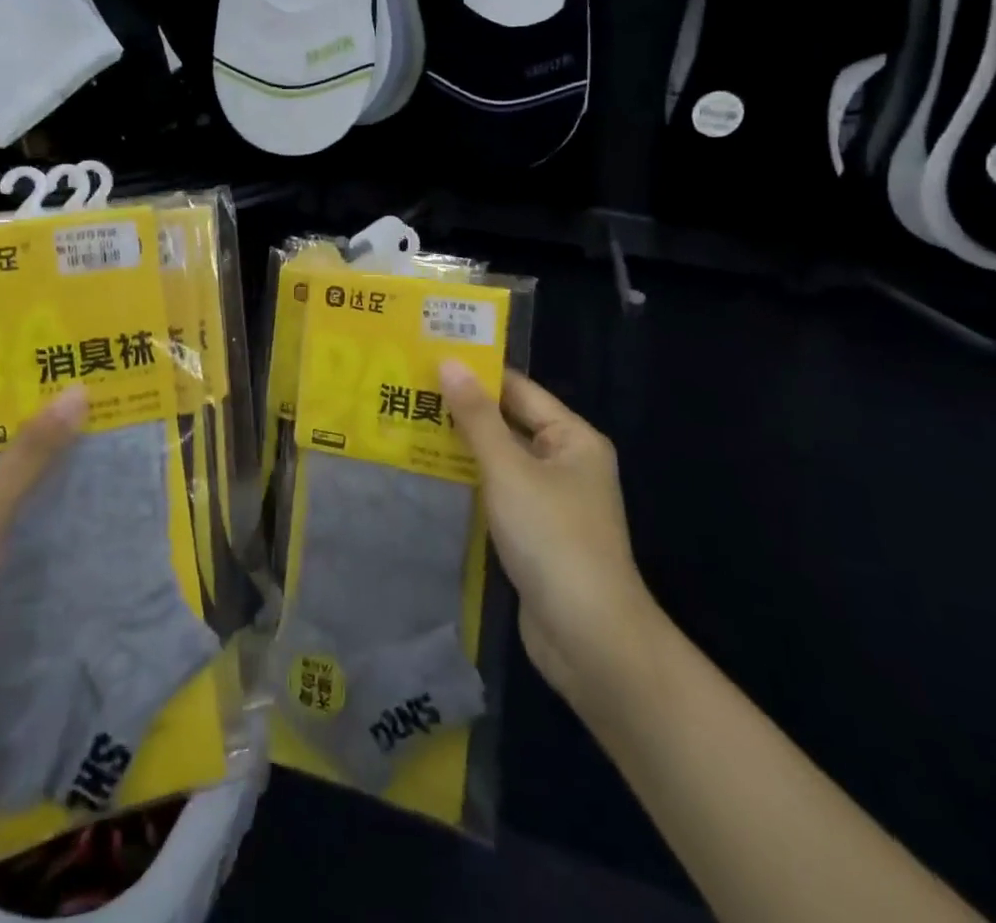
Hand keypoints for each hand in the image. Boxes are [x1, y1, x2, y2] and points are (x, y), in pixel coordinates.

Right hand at [439, 363, 658, 708]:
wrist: (588, 637)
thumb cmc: (552, 537)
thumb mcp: (509, 469)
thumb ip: (477, 417)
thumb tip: (449, 362)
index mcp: (573, 438)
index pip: (518, 389)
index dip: (475, 373)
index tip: (427, 357)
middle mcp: (565, 462)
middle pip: (508, 423)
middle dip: (461, 409)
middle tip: (407, 389)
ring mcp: (550, 500)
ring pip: (499, 460)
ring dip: (460, 446)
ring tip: (407, 422)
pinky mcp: (533, 533)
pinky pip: (497, 492)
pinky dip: (468, 481)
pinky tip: (428, 473)